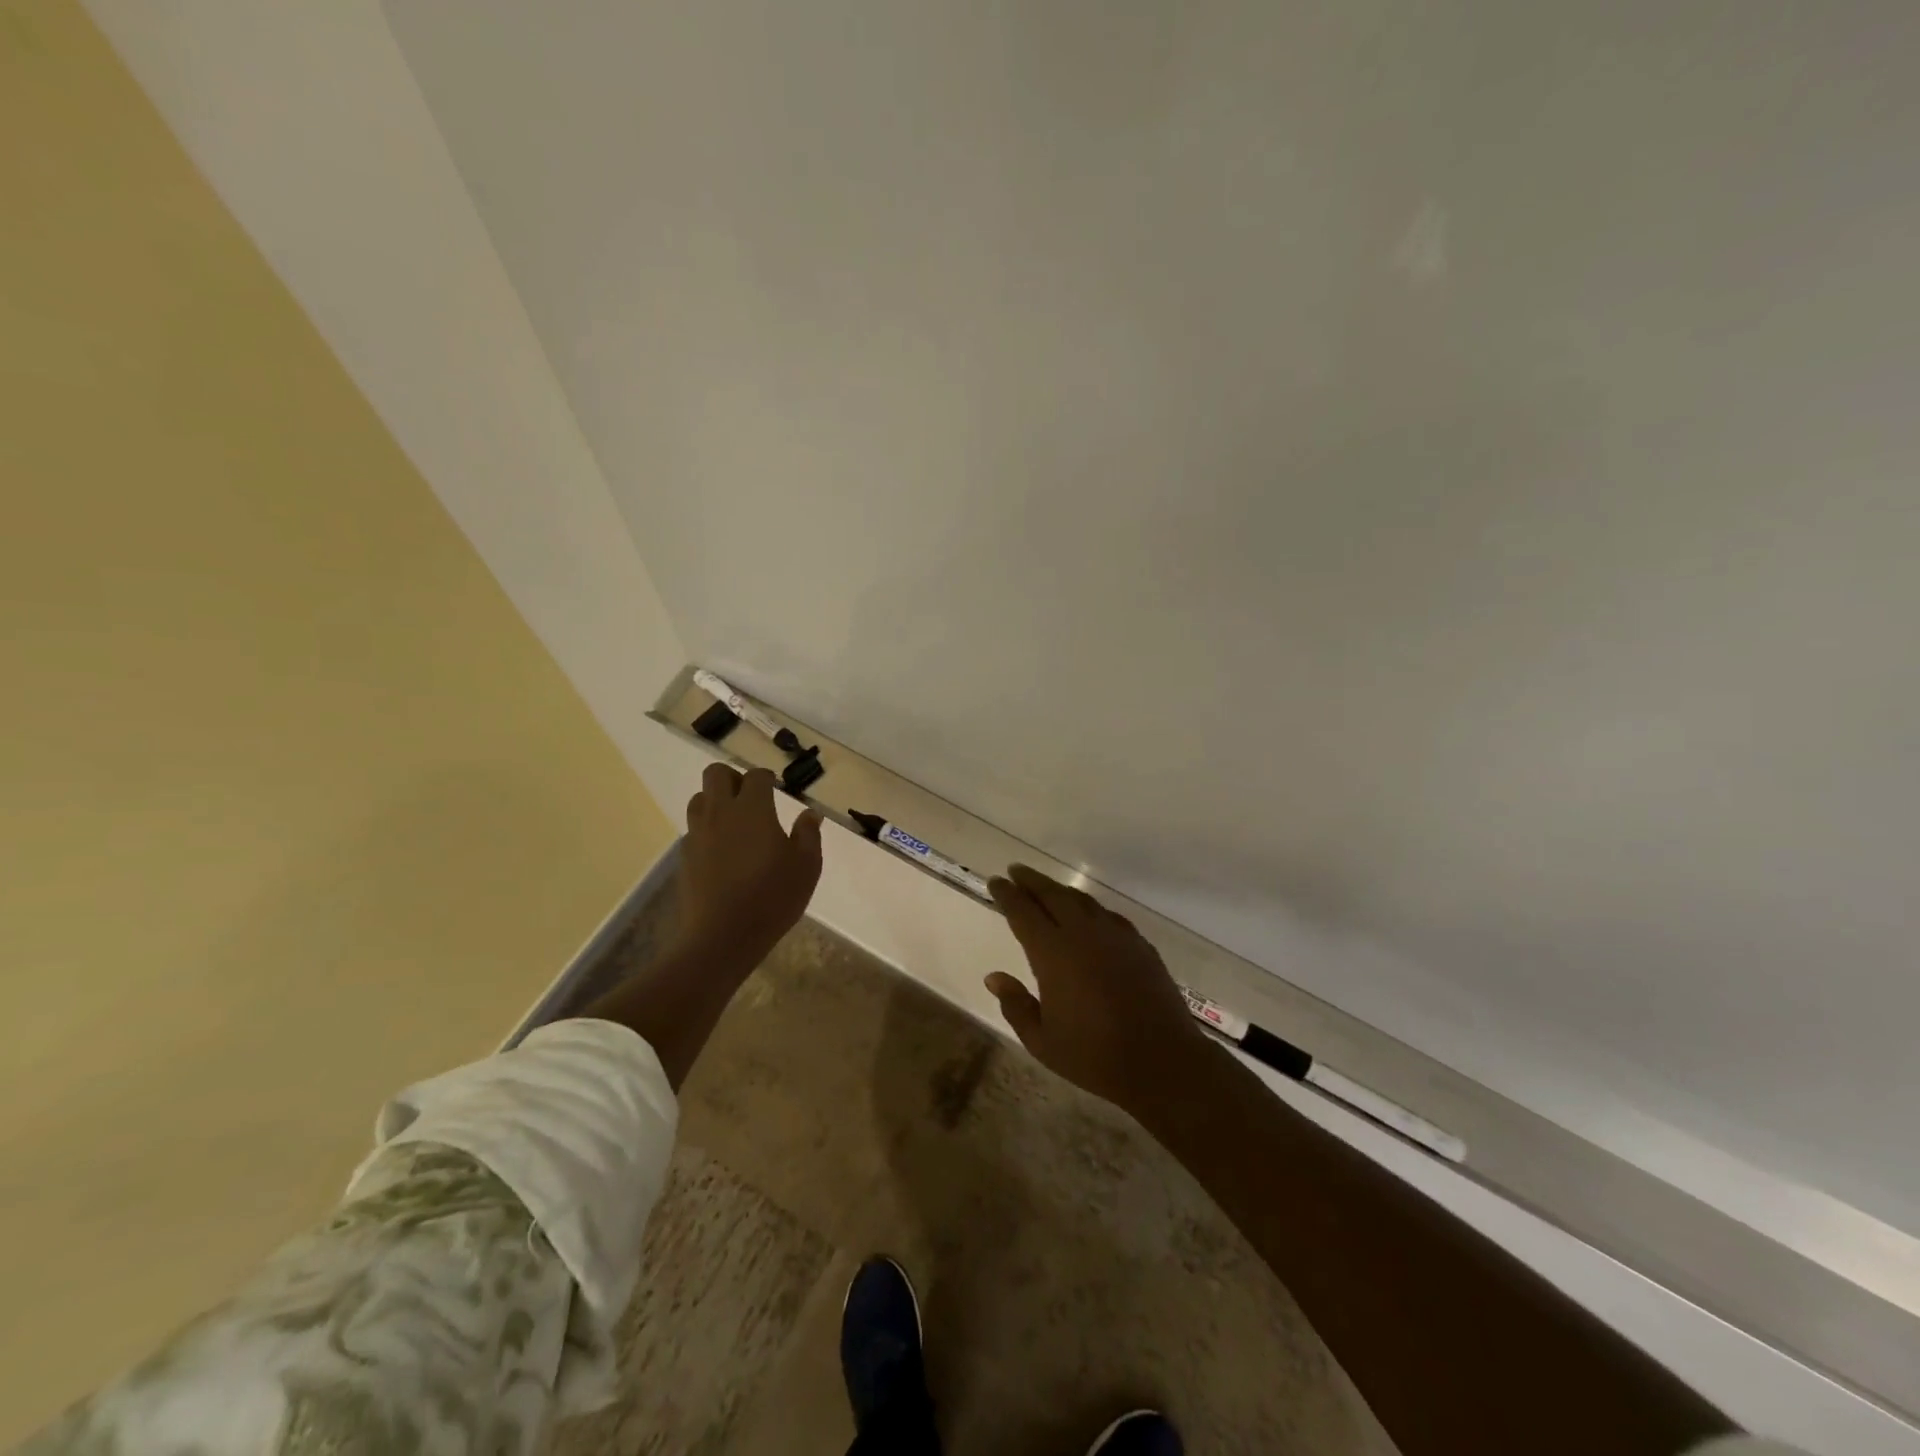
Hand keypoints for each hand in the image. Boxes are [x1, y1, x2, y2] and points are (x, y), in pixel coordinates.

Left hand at [675, 763, 823, 971]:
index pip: (756, 776)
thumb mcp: (806, 866)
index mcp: (753, 808)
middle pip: (716, 774)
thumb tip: (809, 814)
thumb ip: (808, 834)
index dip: (767, 778)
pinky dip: (707, 831)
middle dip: (733, 778)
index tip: (776, 788)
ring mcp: (698, 834)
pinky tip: (722, 852)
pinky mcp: (685, 857)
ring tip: (734, 823)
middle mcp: (721, 812)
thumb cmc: (773, 896)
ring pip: (700, 799)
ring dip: (716, 801)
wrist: (723, 935)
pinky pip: (694, 829)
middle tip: (751, 799)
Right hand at [984, 864, 1215, 1115]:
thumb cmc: (1094, 1056)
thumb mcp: (1042, 1042)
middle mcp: (1082, 934)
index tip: (995, 881)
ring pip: (1081, 900)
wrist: (1162, 1060)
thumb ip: (1016, 1005)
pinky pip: (1107, 914)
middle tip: (1015, 871)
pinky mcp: (1138, 944)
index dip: (1007, 895)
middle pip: (1052, 895)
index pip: (1023, 912)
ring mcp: (1114, 935)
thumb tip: (994, 977)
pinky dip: (1089, 908)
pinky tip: (1087, 914)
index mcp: (1053, 954)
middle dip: (1031, 881)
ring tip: (1046, 887)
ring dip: (1059, 890)